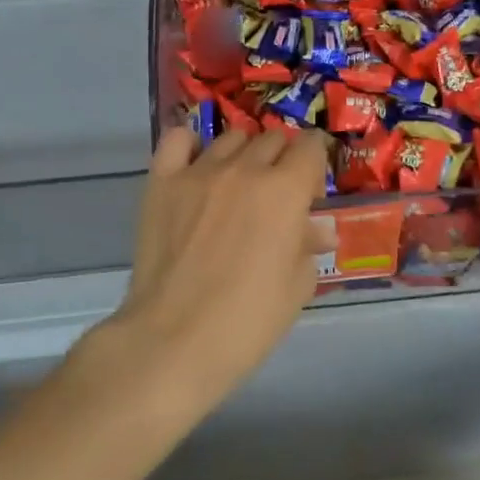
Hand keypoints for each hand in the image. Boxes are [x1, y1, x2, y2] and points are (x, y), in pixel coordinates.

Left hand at [108, 125, 332, 409]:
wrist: (174, 341)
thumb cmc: (247, 321)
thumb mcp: (297, 287)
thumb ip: (309, 246)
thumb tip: (317, 229)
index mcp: (285, 190)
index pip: (310, 146)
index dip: (315, 162)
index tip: (311, 187)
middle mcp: (245, 168)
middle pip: (272, 139)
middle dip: (282, 160)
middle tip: (276, 196)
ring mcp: (199, 172)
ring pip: (231, 138)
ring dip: (243, 155)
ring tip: (237, 186)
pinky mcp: (162, 182)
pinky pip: (178, 140)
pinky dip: (191, 145)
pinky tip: (197, 166)